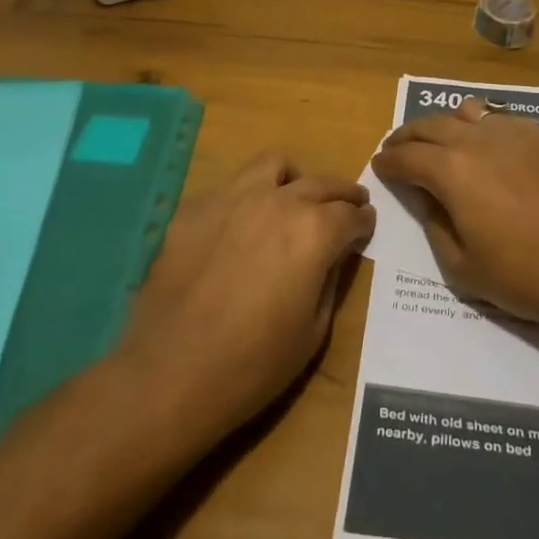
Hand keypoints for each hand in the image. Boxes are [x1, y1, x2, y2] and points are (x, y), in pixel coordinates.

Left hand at [116, 151, 375, 443]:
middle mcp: (278, 201)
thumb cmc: (254, 363)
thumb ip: (330, 280)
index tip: (366, 225)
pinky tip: (241, 227)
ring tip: (292, 199)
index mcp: (314, 231)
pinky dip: (247, 198)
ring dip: (292, 180)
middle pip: (321, 183)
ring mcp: (232, 198)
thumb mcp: (314, 330)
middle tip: (348, 204)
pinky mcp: (195, 208)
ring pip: (273, 165)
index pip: (351, 214)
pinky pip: (230, 188)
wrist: (171, 374)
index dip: (364, 221)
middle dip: (341, 194)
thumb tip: (334, 254)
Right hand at [370, 98, 538, 330]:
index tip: (378, 165)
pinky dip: (480, 126)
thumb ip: (434, 223)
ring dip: (442, 125)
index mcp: (452, 170)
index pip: (407, 156)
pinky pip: (500, 119)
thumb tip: (425, 196)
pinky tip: (484, 145)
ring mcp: (515, 133)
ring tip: (437, 141)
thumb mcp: (462, 266)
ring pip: (466, 112)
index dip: (387, 161)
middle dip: (407, 136)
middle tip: (396, 148)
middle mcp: (479, 139)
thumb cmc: (526, 276)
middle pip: (431, 125)